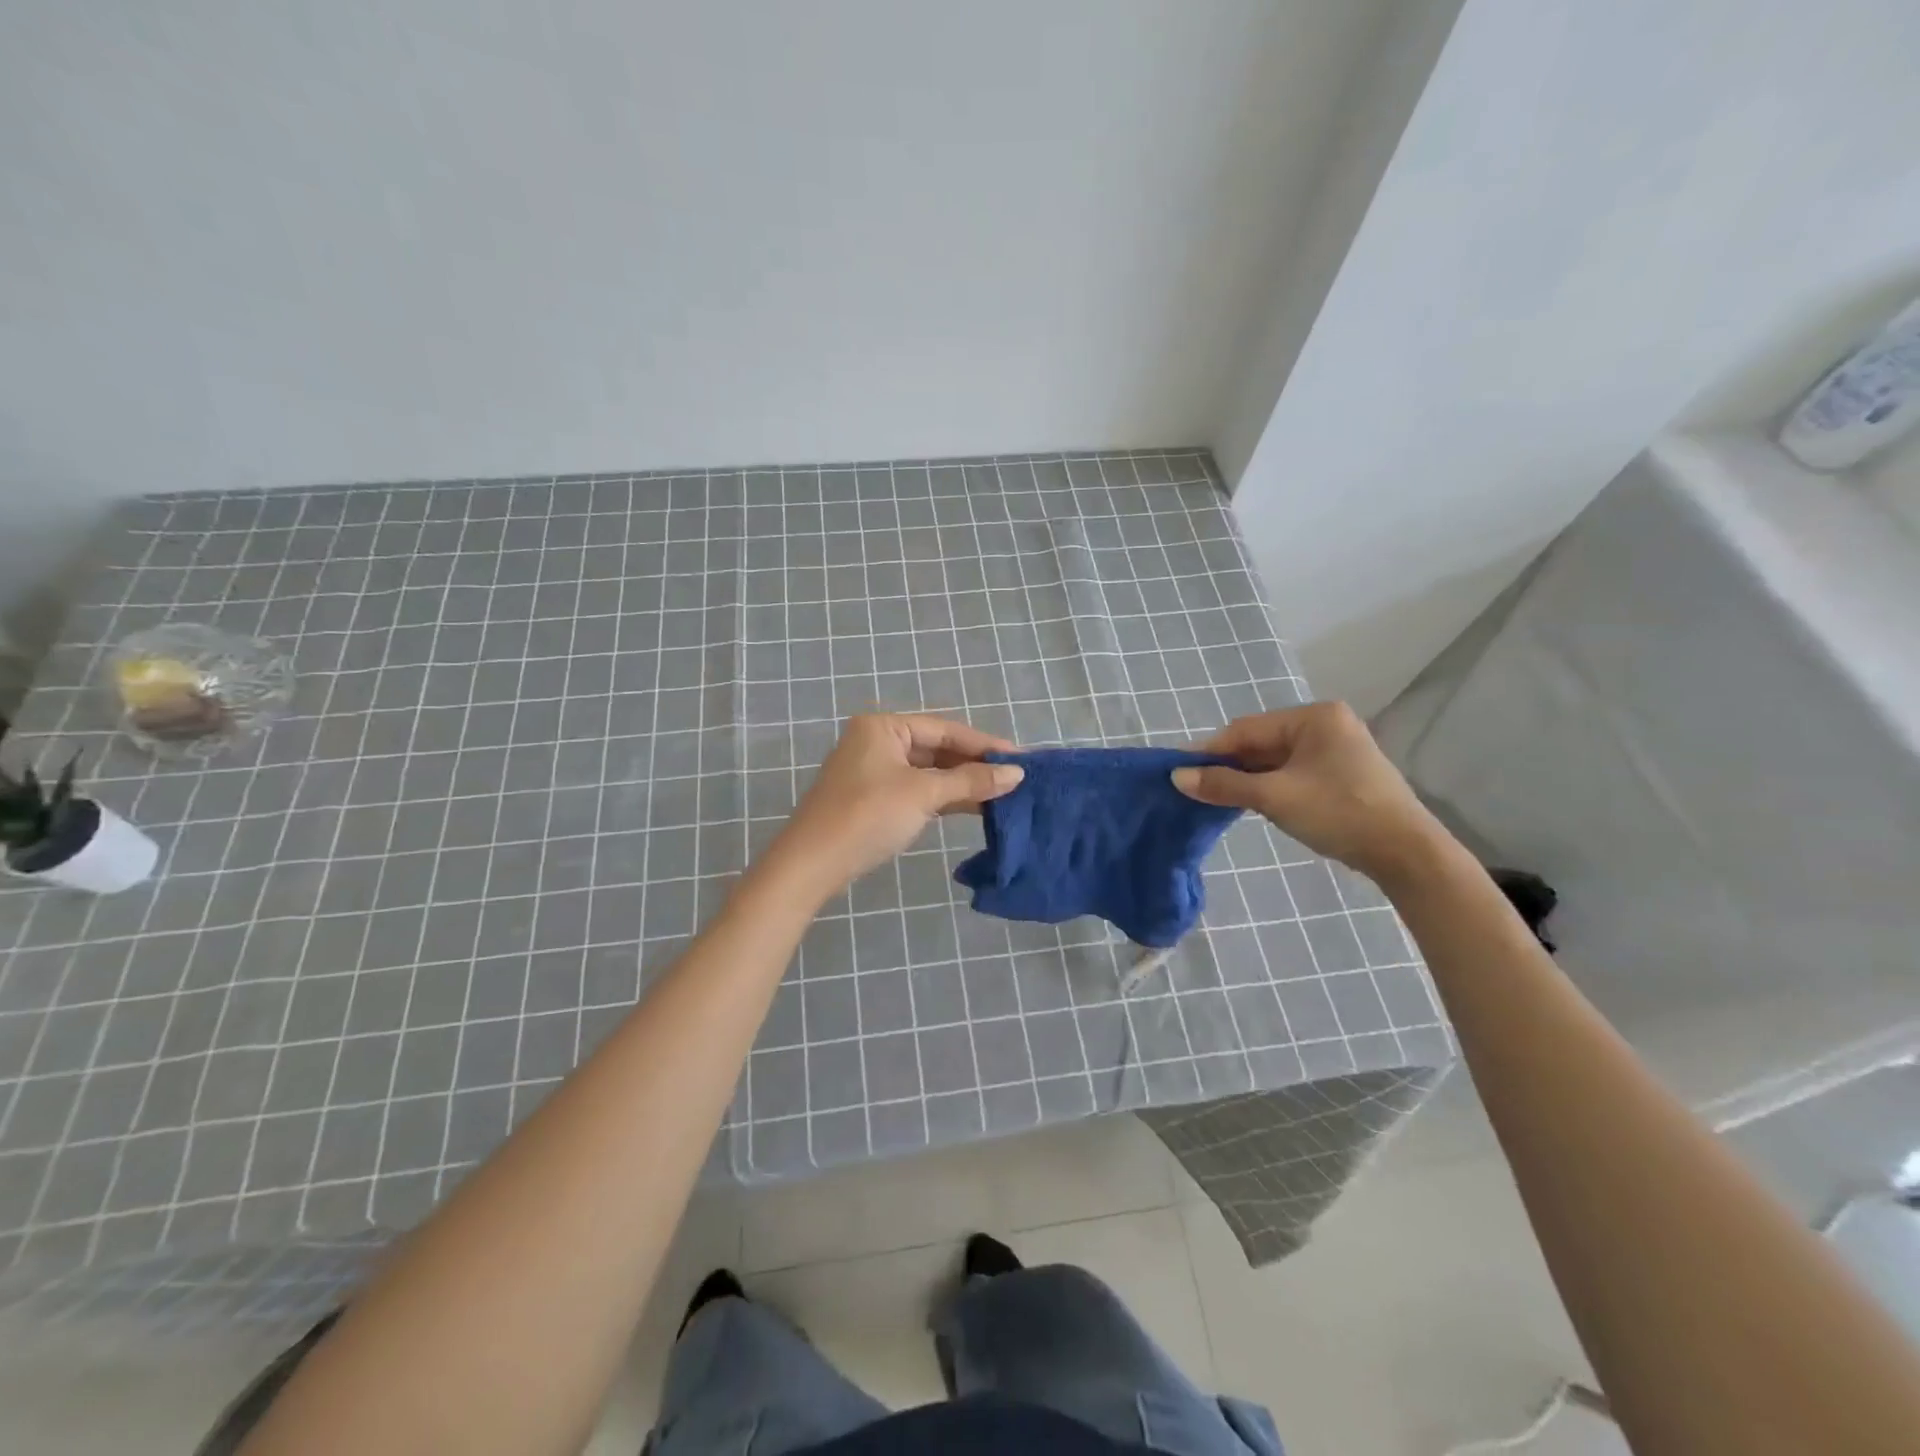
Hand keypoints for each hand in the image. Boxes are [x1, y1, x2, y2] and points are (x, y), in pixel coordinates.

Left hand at [767, 714, 1024, 898]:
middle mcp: (877, 741)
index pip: (944, 729)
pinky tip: (973, 807)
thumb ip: (971, 781)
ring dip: (962, 783)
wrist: (812, 863)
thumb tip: (1017, 774)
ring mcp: (873, 771)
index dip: (984, 745)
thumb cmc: (868, 816)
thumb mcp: (923, 794)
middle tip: (1015, 779)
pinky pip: (917, 789)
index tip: (1021, 759)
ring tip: (1002, 795)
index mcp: (883, 726)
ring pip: (928, 771)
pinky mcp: (872, 798)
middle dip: (974, 765)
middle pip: (936, 748)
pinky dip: (943, 797)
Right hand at [1172, 702, 1455, 886]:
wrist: (1406, 853)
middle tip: (1195, 789)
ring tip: (1216, 799)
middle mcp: (1325, 724)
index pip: (1246, 729)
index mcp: (1313, 717)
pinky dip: (1268, 786)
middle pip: (1260, 743)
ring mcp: (1335, 749)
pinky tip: (1250, 803)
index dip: (1210, 752)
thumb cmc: (1339, 813)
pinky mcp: (1340, 774)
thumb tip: (1177, 778)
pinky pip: (1291, 773)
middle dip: (1229, 767)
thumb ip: (1224, 785)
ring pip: (1274, 760)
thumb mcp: (1274, 798)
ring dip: (1246, 779)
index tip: (1180, 773)